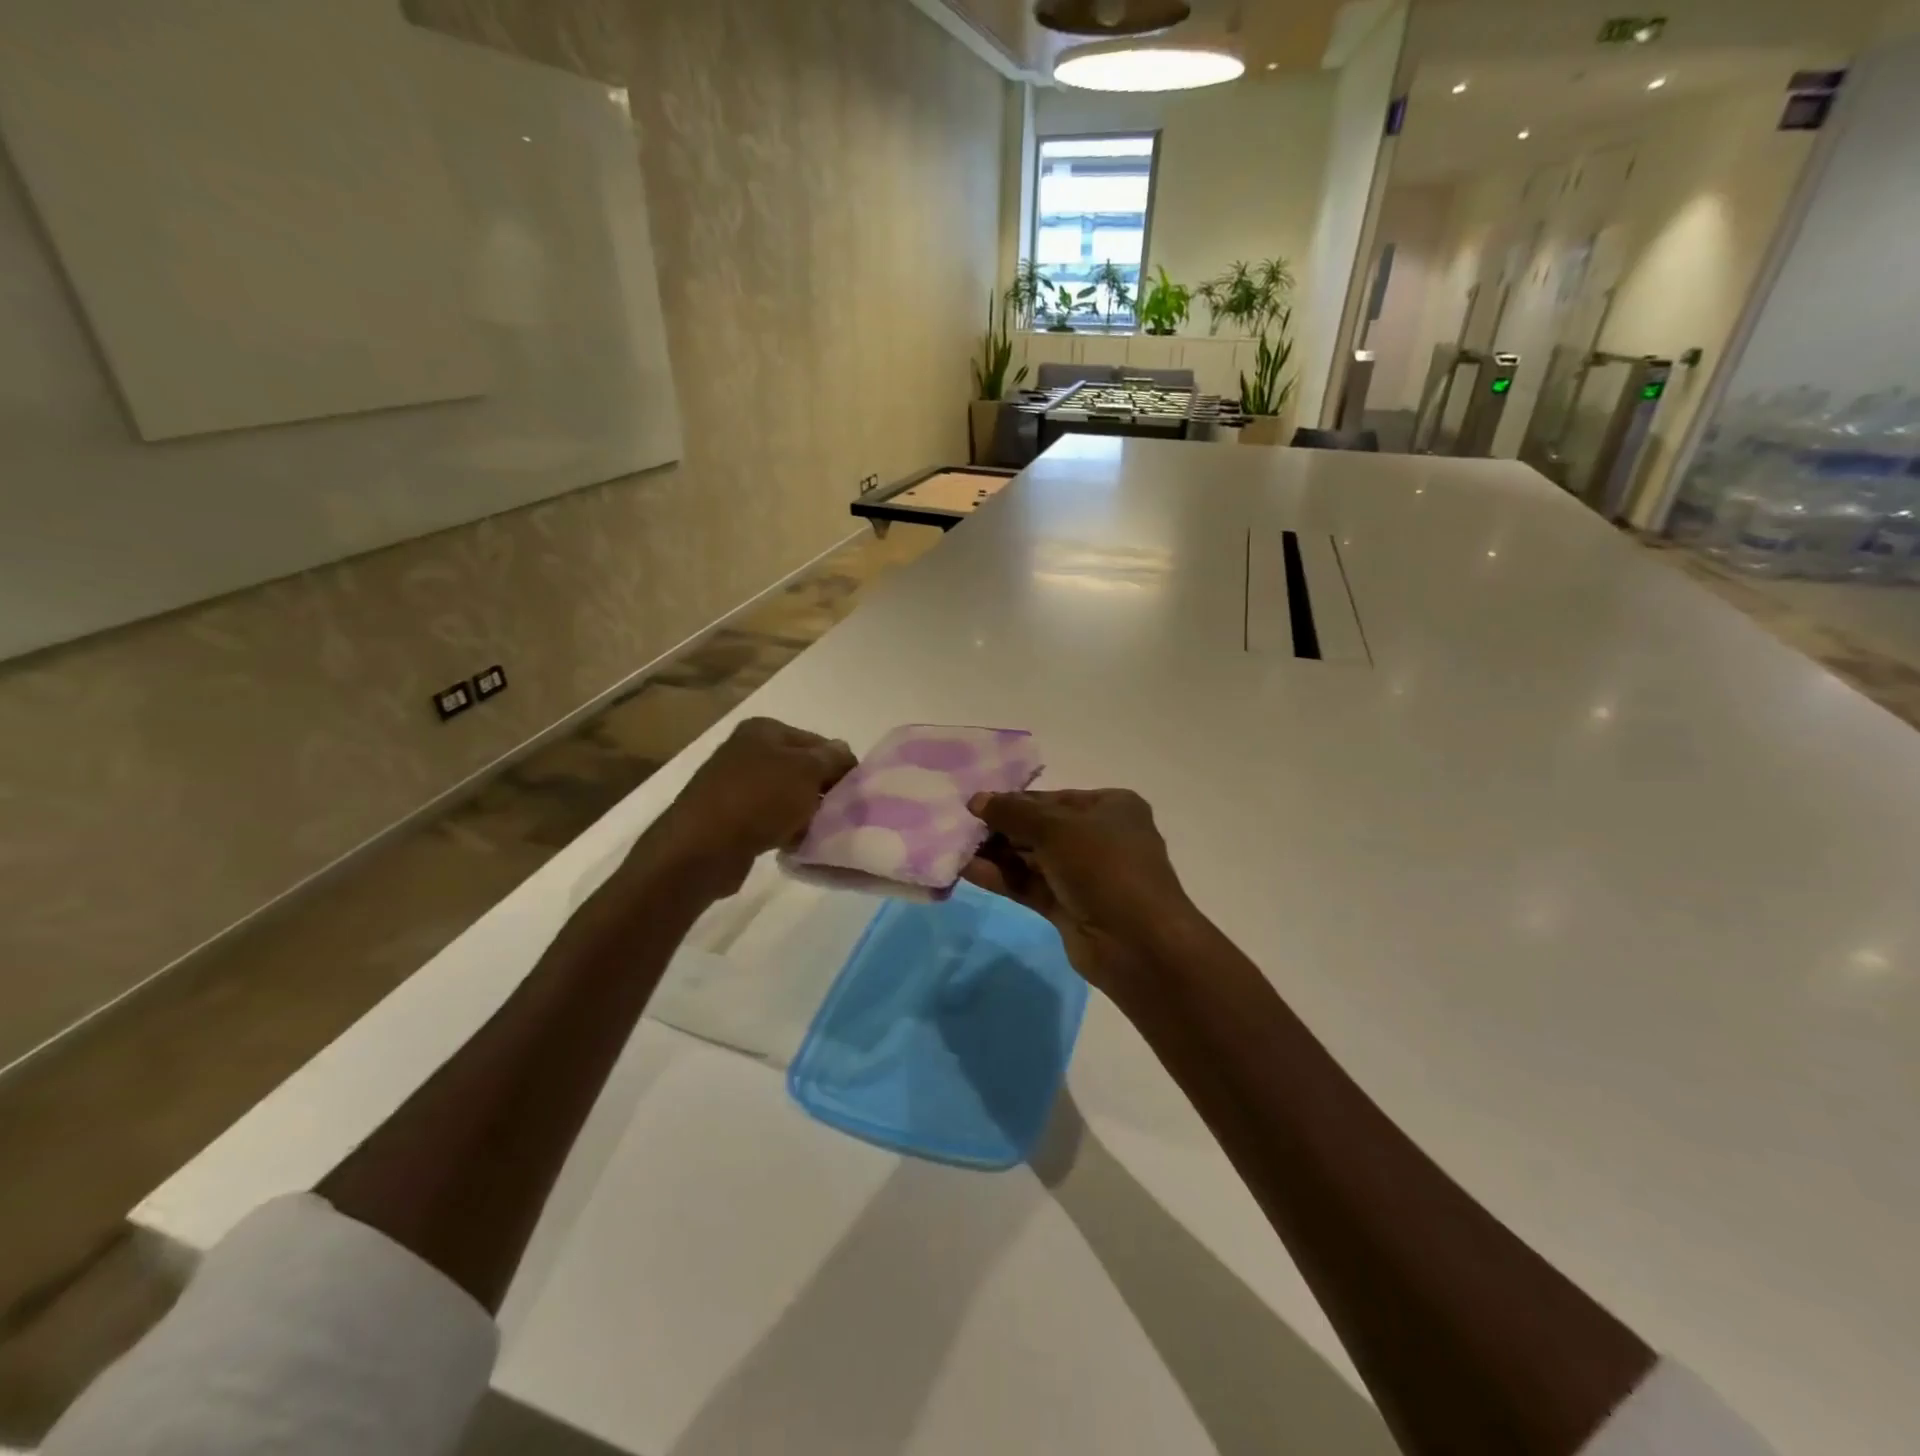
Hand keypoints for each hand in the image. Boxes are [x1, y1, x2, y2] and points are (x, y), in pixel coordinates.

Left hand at [632, 717, 854, 899]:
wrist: (702, 847)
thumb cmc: (759, 799)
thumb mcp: (806, 771)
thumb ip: (831, 758)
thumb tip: (843, 751)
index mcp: (764, 730)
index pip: (818, 742)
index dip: (839, 765)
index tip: (854, 792)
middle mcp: (747, 751)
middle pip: (801, 769)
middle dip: (821, 791)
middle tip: (841, 814)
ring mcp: (735, 785)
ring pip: (786, 797)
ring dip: (804, 813)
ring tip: (819, 832)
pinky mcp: (729, 817)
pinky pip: (769, 820)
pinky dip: (784, 830)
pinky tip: (795, 845)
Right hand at [963, 788, 1197, 998]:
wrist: (1138, 944)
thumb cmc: (1104, 867)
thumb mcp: (1057, 829)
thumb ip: (1013, 813)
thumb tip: (976, 800)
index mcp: (1111, 808)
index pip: (1053, 798)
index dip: (1014, 801)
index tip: (975, 805)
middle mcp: (1100, 837)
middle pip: (1041, 828)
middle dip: (1002, 829)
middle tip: (960, 828)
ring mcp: (1085, 875)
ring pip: (1033, 858)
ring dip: (998, 854)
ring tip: (957, 849)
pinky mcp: (1070, 907)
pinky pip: (1030, 885)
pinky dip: (1003, 877)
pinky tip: (969, 871)